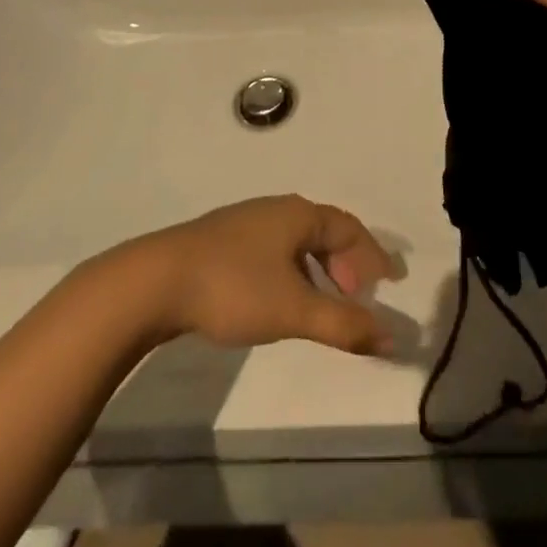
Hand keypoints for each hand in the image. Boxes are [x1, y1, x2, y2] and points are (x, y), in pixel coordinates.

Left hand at [122, 196, 400, 354]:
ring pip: (297, 241)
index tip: (389, 283)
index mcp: (298, 214)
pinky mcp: (223, 241)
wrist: (155, 281)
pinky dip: (294, 271)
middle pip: (324, 231)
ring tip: (325, 302)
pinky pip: (275, 250)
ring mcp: (246, 223)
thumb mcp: (293, 309)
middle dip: (347, 263)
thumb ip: (342, 324)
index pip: (349, 228)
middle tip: (358, 297)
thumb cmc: (233, 287)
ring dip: (320, 269)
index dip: (372, 256)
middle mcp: (276, 210)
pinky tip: (282, 297)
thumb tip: (391, 336)